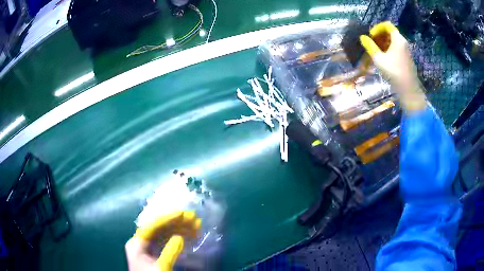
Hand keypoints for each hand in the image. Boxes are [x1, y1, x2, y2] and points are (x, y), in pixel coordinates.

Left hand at [125, 211, 200, 270]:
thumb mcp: (161, 267)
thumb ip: (169, 252)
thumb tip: (180, 237)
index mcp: (137, 243)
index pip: (152, 225)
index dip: (168, 218)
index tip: (183, 214)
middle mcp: (140, 241)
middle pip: (159, 228)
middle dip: (177, 223)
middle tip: (193, 219)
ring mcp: (147, 247)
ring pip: (164, 234)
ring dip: (179, 229)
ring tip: (195, 226)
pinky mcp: (154, 252)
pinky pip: (165, 241)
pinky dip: (177, 237)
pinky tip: (188, 235)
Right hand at [360, 21, 426, 112]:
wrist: (409, 90)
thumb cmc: (394, 72)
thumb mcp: (379, 59)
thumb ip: (370, 46)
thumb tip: (362, 37)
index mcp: (398, 39)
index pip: (387, 25)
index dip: (377, 28)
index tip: (371, 36)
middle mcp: (403, 42)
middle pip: (390, 32)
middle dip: (380, 36)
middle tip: (372, 43)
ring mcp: (406, 51)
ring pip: (393, 41)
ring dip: (384, 43)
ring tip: (376, 51)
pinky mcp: (407, 58)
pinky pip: (397, 48)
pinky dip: (389, 49)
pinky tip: (384, 58)